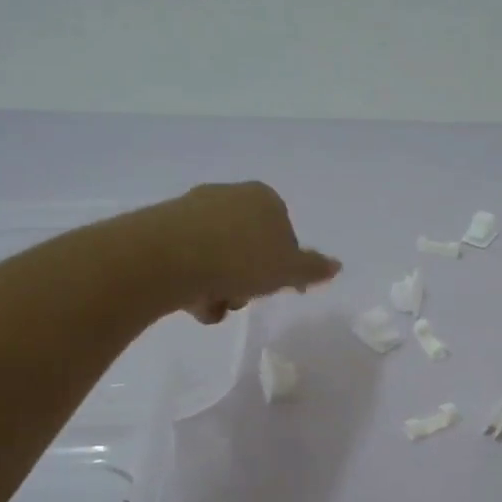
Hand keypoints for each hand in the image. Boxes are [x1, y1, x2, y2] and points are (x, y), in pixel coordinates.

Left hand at [153, 183, 340, 322]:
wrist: (170, 256)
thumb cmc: (241, 260)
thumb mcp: (288, 270)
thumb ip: (312, 269)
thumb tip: (336, 266)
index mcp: (264, 198)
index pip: (284, 235)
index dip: (283, 267)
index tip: (277, 289)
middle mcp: (230, 196)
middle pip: (249, 248)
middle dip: (248, 279)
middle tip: (244, 298)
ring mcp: (194, 210)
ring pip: (219, 258)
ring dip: (221, 288)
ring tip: (213, 305)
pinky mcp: (165, 228)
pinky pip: (190, 261)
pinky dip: (195, 284)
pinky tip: (191, 301)